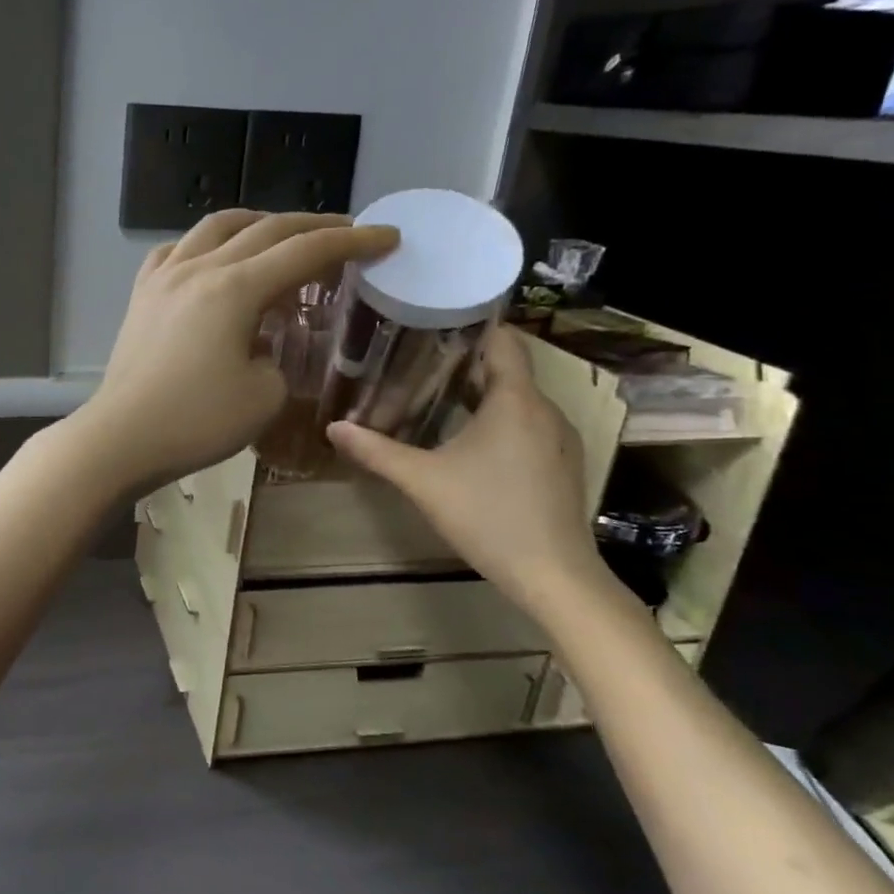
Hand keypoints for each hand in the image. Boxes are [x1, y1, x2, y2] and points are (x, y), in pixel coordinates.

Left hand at [68, 210, 398, 493]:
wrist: (121, 437)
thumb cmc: (196, 422)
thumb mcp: (264, 396)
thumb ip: (278, 355)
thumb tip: (263, 340)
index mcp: (235, 289)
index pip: (305, 251)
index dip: (352, 241)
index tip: (386, 236)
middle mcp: (200, 268)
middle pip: (266, 229)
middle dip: (314, 226)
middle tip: (347, 232)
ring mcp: (164, 276)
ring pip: (216, 226)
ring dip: (257, 223)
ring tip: (281, 235)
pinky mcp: (141, 294)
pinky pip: (176, 250)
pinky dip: (205, 244)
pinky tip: (213, 258)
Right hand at [326, 326, 610, 615]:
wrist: (554, 575)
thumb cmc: (488, 515)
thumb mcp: (422, 481)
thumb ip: (376, 451)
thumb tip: (332, 427)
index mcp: (515, 400)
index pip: (503, 340)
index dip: (472, 324)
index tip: (434, 317)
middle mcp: (543, 410)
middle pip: (505, 369)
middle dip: (463, 360)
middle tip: (415, 358)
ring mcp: (557, 438)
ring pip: (516, 399)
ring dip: (479, 393)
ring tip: (432, 393)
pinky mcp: (560, 463)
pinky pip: (526, 423)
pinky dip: (496, 419)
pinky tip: (465, 438)